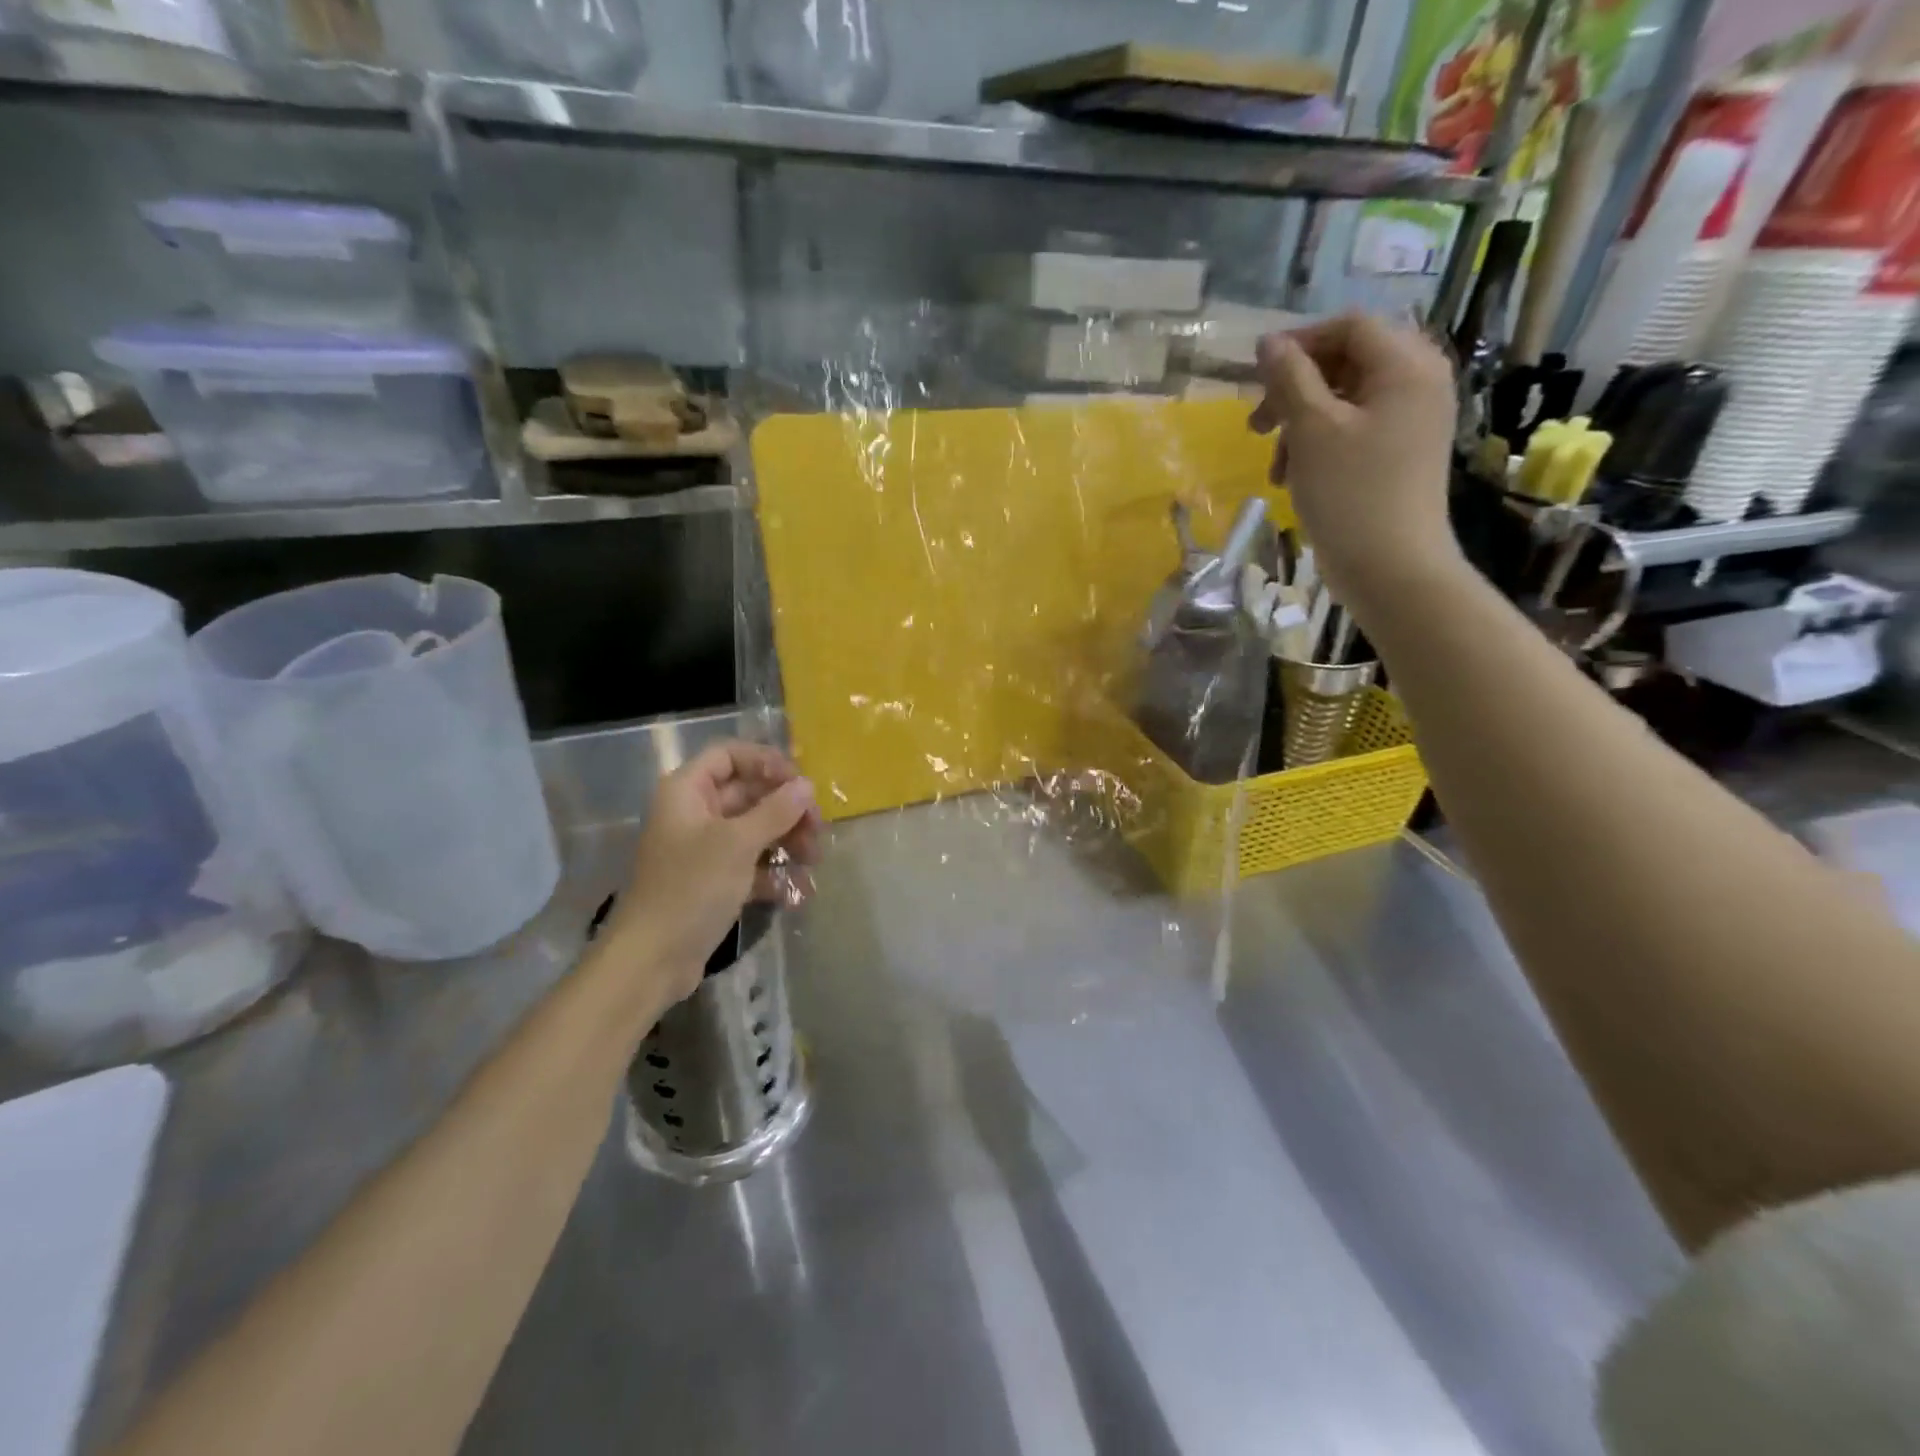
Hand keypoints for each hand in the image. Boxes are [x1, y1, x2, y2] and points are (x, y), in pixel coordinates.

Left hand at [608, 741, 821, 1011]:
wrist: (651, 960)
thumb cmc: (691, 888)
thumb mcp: (737, 844)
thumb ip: (775, 810)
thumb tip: (806, 786)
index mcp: (687, 792)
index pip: (729, 755)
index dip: (766, 762)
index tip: (799, 782)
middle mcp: (694, 813)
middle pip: (748, 793)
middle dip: (786, 808)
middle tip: (818, 828)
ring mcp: (704, 849)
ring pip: (754, 830)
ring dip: (787, 841)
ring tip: (814, 861)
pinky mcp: (713, 882)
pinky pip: (750, 864)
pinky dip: (773, 873)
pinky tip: (798, 892)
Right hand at [1249, 313, 1461, 606]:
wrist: (1391, 568)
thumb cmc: (1350, 493)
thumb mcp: (1311, 429)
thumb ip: (1289, 378)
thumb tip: (1269, 343)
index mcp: (1406, 365)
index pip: (1349, 326)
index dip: (1299, 343)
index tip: (1256, 376)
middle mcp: (1419, 382)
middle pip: (1346, 362)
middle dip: (1295, 390)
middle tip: (1257, 425)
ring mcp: (1412, 420)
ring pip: (1344, 400)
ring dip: (1300, 424)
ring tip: (1275, 464)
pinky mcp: (1401, 453)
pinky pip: (1354, 430)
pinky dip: (1319, 445)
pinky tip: (1294, 477)